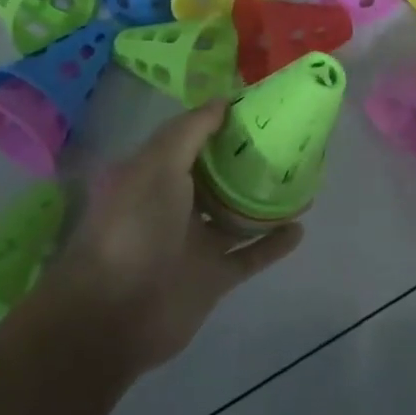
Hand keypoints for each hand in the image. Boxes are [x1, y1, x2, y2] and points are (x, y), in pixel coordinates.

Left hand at [46, 101, 302, 371]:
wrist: (114, 314)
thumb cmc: (135, 226)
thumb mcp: (158, 164)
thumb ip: (191, 131)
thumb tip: (223, 100)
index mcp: (156, 175)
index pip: (193, 140)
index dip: (221, 122)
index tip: (257, 106)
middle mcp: (175, 205)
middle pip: (218, 176)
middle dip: (246, 160)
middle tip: (288, 140)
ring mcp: (195, 243)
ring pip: (237, 216)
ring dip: (264, 201)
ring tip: (301, 180)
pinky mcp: (213, 278)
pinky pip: (249, 256)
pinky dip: (273, 244)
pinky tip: (300, 228)